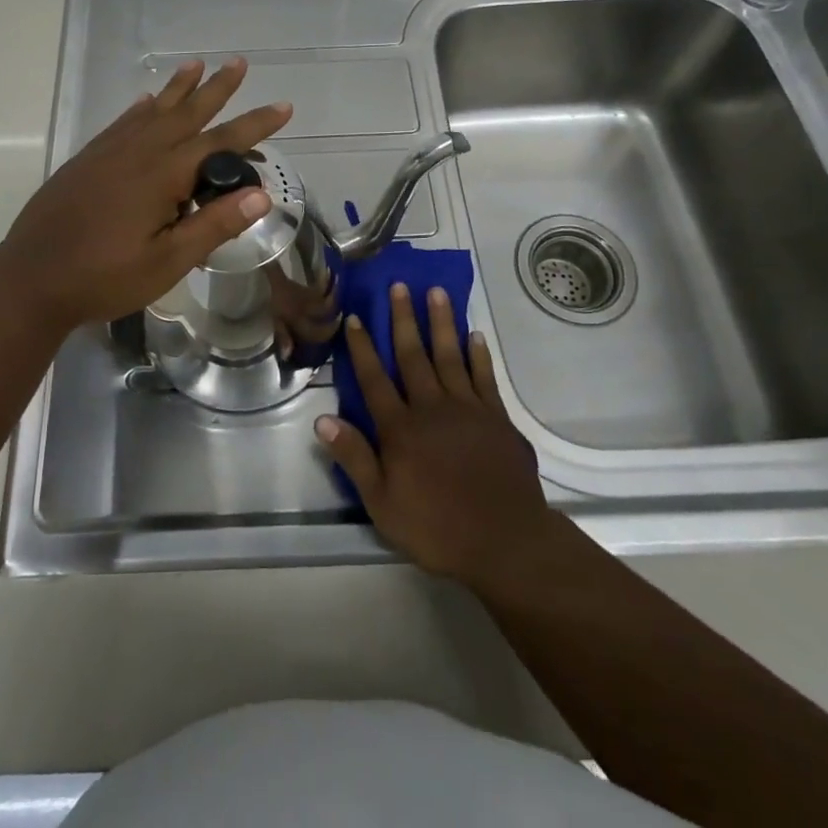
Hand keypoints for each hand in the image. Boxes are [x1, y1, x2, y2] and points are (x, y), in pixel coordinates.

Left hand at [0, 58, 291, 332]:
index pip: (220, 142)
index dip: (254, 125)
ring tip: (196, 65)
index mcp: (162, 175)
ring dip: (178, 88)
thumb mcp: (166, 262)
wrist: (30, 279)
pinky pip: (123, 122)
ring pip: (153, 110)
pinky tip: (147, 100)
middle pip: (186, 112)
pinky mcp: (87, 159)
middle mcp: (138, 152)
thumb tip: (261, 194)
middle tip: (238, 62)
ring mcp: (109, 152)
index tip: (283, 107)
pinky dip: (141, 107)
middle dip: (216, 88)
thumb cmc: (103, 278)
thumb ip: (212, 226)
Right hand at [318, 284, 548, 590]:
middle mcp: (431, 407)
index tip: (356, 316)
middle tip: (399, 285)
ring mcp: (467, 409)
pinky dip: (478, 354)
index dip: (363, 347)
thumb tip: (321, 420)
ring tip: (437, 292)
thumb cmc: (437, 527)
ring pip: (449, 355)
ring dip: (442, 323)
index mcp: (400, 428)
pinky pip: (484, 376)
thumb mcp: (383, 503)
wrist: (505, 542)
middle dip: (404, 319)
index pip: (374, 379)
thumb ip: (354, 458)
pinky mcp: (496, 417)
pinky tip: (475, 335)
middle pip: (413, 355)